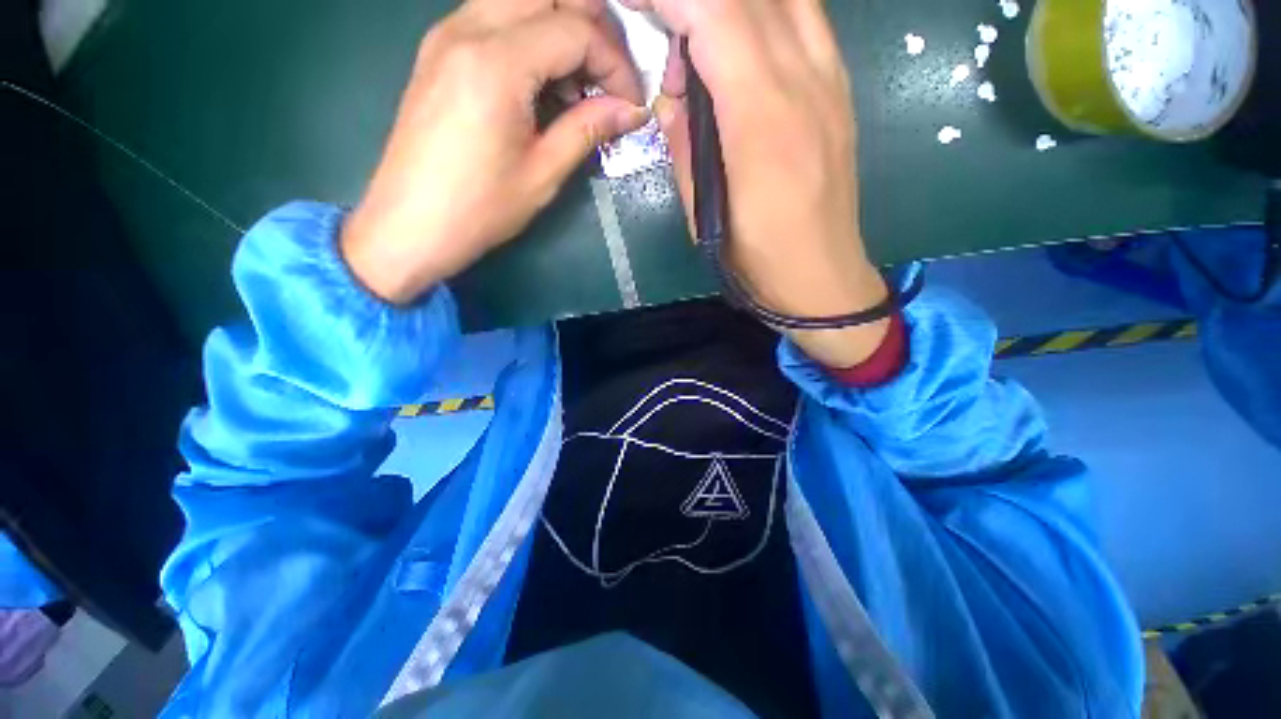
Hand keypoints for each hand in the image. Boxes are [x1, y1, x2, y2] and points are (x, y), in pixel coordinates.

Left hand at [342, 0, 648, 303]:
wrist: (410, 225)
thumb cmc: (480, 208)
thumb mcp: (543, 173)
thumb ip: (588, 129)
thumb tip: (631, 111)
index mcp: (496, 63)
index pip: (575, 30)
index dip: (616, 64)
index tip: (630, 103)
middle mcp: (467, 28)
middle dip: (592, 29)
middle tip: (609, 80)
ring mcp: (447, 34)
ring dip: (560, 28)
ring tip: (578, 82)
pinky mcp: (439, 50)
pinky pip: (495, 17)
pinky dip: (530, 36)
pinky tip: (542, 82)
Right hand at [625, 0, 891, 367]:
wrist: (821, 277)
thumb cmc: (756, 258)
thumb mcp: (702, 212)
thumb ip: (683, 141)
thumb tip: (671, 93)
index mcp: (761, 119)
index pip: (714, 13)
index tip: (634, 2)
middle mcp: (804, 81)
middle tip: (659, 20)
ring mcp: (831, 79)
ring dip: (732, 3)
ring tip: (697, 37)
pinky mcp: (840, 88)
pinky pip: (805, 17)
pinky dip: (765, 11)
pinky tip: (740, 40)